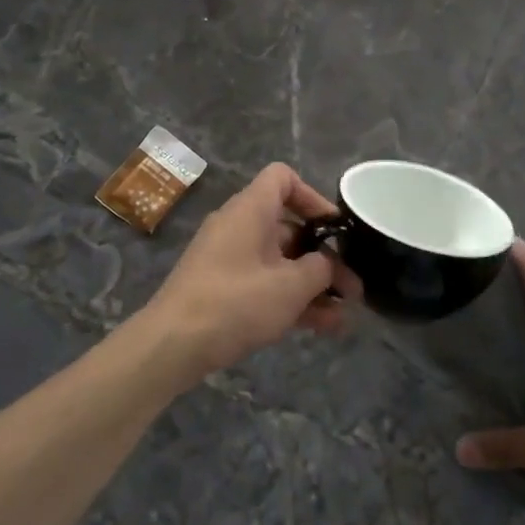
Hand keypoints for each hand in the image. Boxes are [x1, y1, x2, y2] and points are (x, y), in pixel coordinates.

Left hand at [139, 163, 355, 381]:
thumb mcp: (290, 286)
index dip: (313, 197)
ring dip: (312, 284)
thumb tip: (328, 265)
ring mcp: (228, 259)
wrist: (172, 345)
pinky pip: (264, 283)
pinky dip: (290, 298)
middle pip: (288, 227)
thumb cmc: (235, 302)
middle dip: (323, 256)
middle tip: (352, 287)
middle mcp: (238, 226)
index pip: (283, 178)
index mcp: (250, 210)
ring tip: (344, 315)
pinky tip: (322, 327)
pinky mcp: (222, 289)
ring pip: (280, 261)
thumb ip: (321, 269)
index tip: (334, 229)